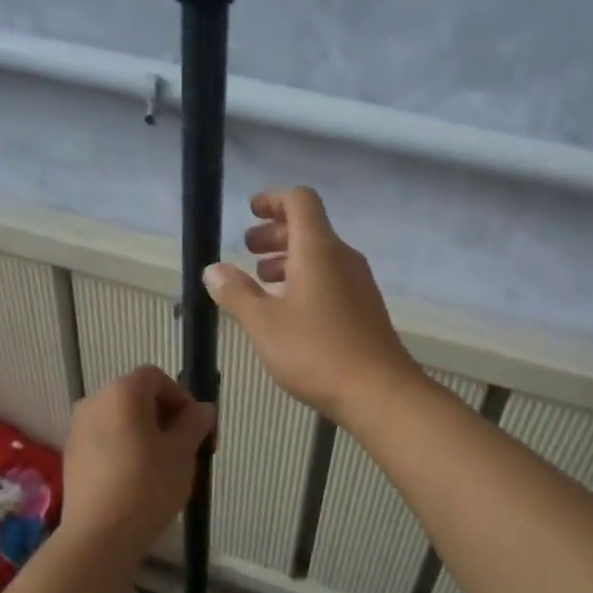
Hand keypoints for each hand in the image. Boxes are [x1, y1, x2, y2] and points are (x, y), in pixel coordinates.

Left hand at [60, 365, 214, 561]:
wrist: (99, 536)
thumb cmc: (148, 485)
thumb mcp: (183, 452)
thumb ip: (195, 423)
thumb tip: (202, 409)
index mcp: (122, 392)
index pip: (156, 377)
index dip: (181, 397)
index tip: (195, 427)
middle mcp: (94, 401)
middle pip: (136, 397)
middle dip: (164, 416)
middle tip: (184, 448)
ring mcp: (78, 429)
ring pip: (120, 420)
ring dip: (144, 434)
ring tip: (163, 467)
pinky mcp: (72, 455)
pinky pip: (105, 441)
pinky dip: (124, 449)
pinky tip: (137, 480)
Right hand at [202, 187, 420, 421]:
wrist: (379, 392)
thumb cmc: (317, 352)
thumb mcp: (264, 324)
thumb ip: (236, 293)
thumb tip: (213, 270)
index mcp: (318, 249)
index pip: (300, 201)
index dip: (273, 200)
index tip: (250, 212)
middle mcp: (342, 258)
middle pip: (309, 228)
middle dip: (275, 234)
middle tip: (247, 250)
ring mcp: (358, 284)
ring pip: (320, 256)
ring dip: (288, 260)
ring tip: (261, 282)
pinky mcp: (364, 309)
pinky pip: (330, 279)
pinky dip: (305, 280)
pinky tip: (288, 311)